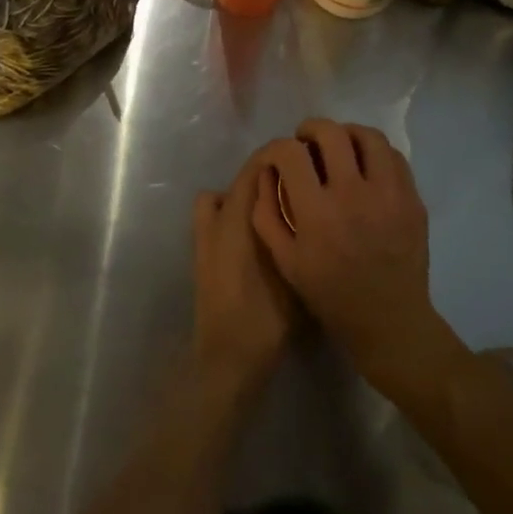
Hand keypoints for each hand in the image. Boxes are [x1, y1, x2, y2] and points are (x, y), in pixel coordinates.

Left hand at [191, 156, 295, 401]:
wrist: (228, 358)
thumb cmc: (265, 316)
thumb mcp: (293, 271)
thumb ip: (296, 231)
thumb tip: (310, 204)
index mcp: (237, 216)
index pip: (256, 166)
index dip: (280, 156)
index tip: (308, 157)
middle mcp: (217, 217)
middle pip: (241, 179)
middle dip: (268, 174)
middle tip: (301, 182)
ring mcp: (205, 234)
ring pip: (224, 196)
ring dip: (246, 194)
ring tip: (277, 207)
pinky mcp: (202, 253)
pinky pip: (216, 216)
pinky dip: (231, 214)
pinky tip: (257, 234)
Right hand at [251, 120, 459, 397]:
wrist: (389, 322)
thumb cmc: (330, 293)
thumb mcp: (285, 260)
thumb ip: (266, 213)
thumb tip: (266, 172)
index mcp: (317, 213)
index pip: (291, 153)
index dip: (278, 147)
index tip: (278, 156)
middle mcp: (353, 195)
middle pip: (330, 133)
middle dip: (310, 129)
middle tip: (305, 142)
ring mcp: (389, 195)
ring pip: (368, 137)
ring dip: (346, 133)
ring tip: (338, 146)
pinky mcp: (412, 200)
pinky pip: (394, 157)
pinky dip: (374, 152)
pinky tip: (364, 165)